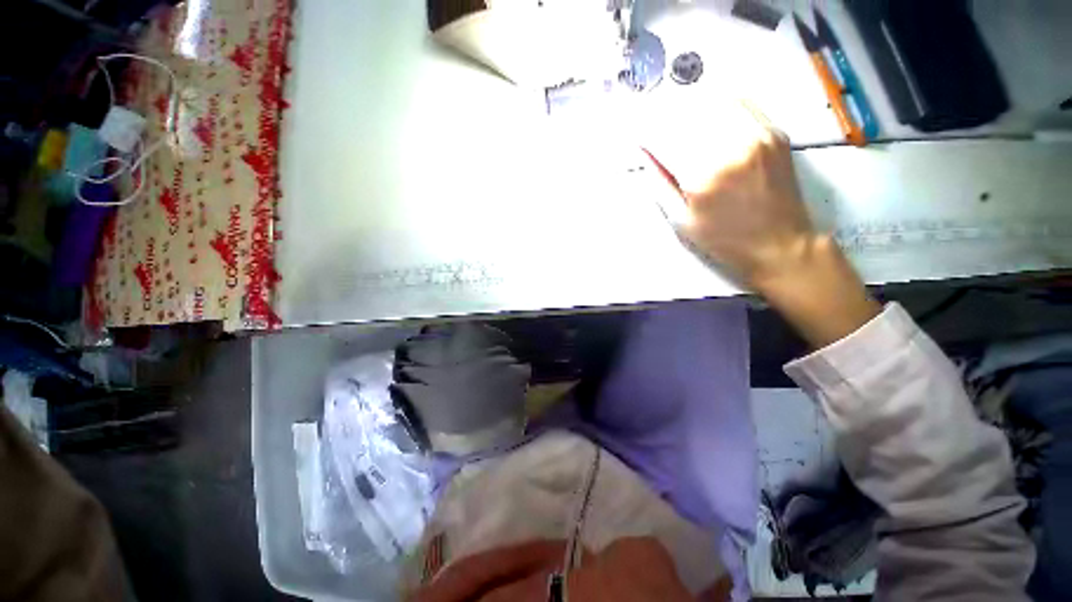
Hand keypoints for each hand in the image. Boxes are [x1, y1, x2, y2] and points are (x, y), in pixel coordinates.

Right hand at [645, 119, 812, 289]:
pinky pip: (739, 103)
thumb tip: (645, 154)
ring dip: (687, 108)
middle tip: (653, 128)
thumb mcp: (681, 221)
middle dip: (663, 119)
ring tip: (676, 120)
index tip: (636, 135)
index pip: (665, 139)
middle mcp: (730, 149)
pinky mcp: (774, 133)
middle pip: (687, 116)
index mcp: (703, 177)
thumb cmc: (724, 241)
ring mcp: (757, 136)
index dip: (646, 133)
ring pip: (712, 103)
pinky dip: (716, 104)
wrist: (779, 244)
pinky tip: (705, 114)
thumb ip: (660, 185)